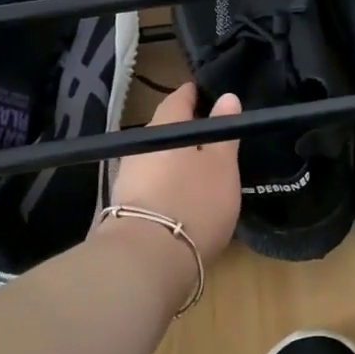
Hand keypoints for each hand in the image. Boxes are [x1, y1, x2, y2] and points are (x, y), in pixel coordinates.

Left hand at [109, 83, 242, 261]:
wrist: (148, 258)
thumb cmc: (195, 200)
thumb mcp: (222, 165)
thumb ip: (225, 131)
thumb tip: (227, 97)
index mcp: (165, 126)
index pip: (179, 98)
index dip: (195, 94)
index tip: (211, 96)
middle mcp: (140, 145)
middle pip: (166, 129)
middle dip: (188, 131)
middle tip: (214, 139)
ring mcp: (129, 177)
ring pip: (158, 158)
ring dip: (178, 161)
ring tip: (203, 173)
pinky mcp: (127, 207)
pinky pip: (153, 184)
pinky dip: (169, 185)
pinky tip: (184, 198)